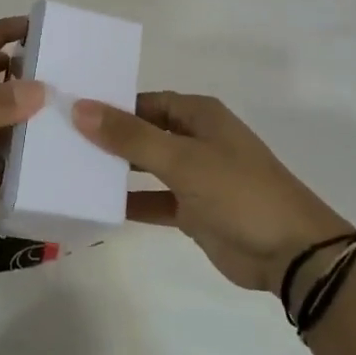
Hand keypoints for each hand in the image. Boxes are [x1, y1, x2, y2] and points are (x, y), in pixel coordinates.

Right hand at [74, 92, 352, 293]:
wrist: (292, 253)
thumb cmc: (238, 192)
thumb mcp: (182, 160)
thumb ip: (130, 136)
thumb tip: (81, 108)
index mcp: (199, 116)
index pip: (145, 101)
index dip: (111, 105)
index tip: (71, 111)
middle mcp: (196, 140)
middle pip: (144, 132)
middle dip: (110, 137)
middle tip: (62, 142)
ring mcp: (196, 177)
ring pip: (147, 166)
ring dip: (117, 170)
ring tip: (72, 171)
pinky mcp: (194, 211)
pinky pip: (154, 200)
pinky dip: (132, 203)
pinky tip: (99, 206)